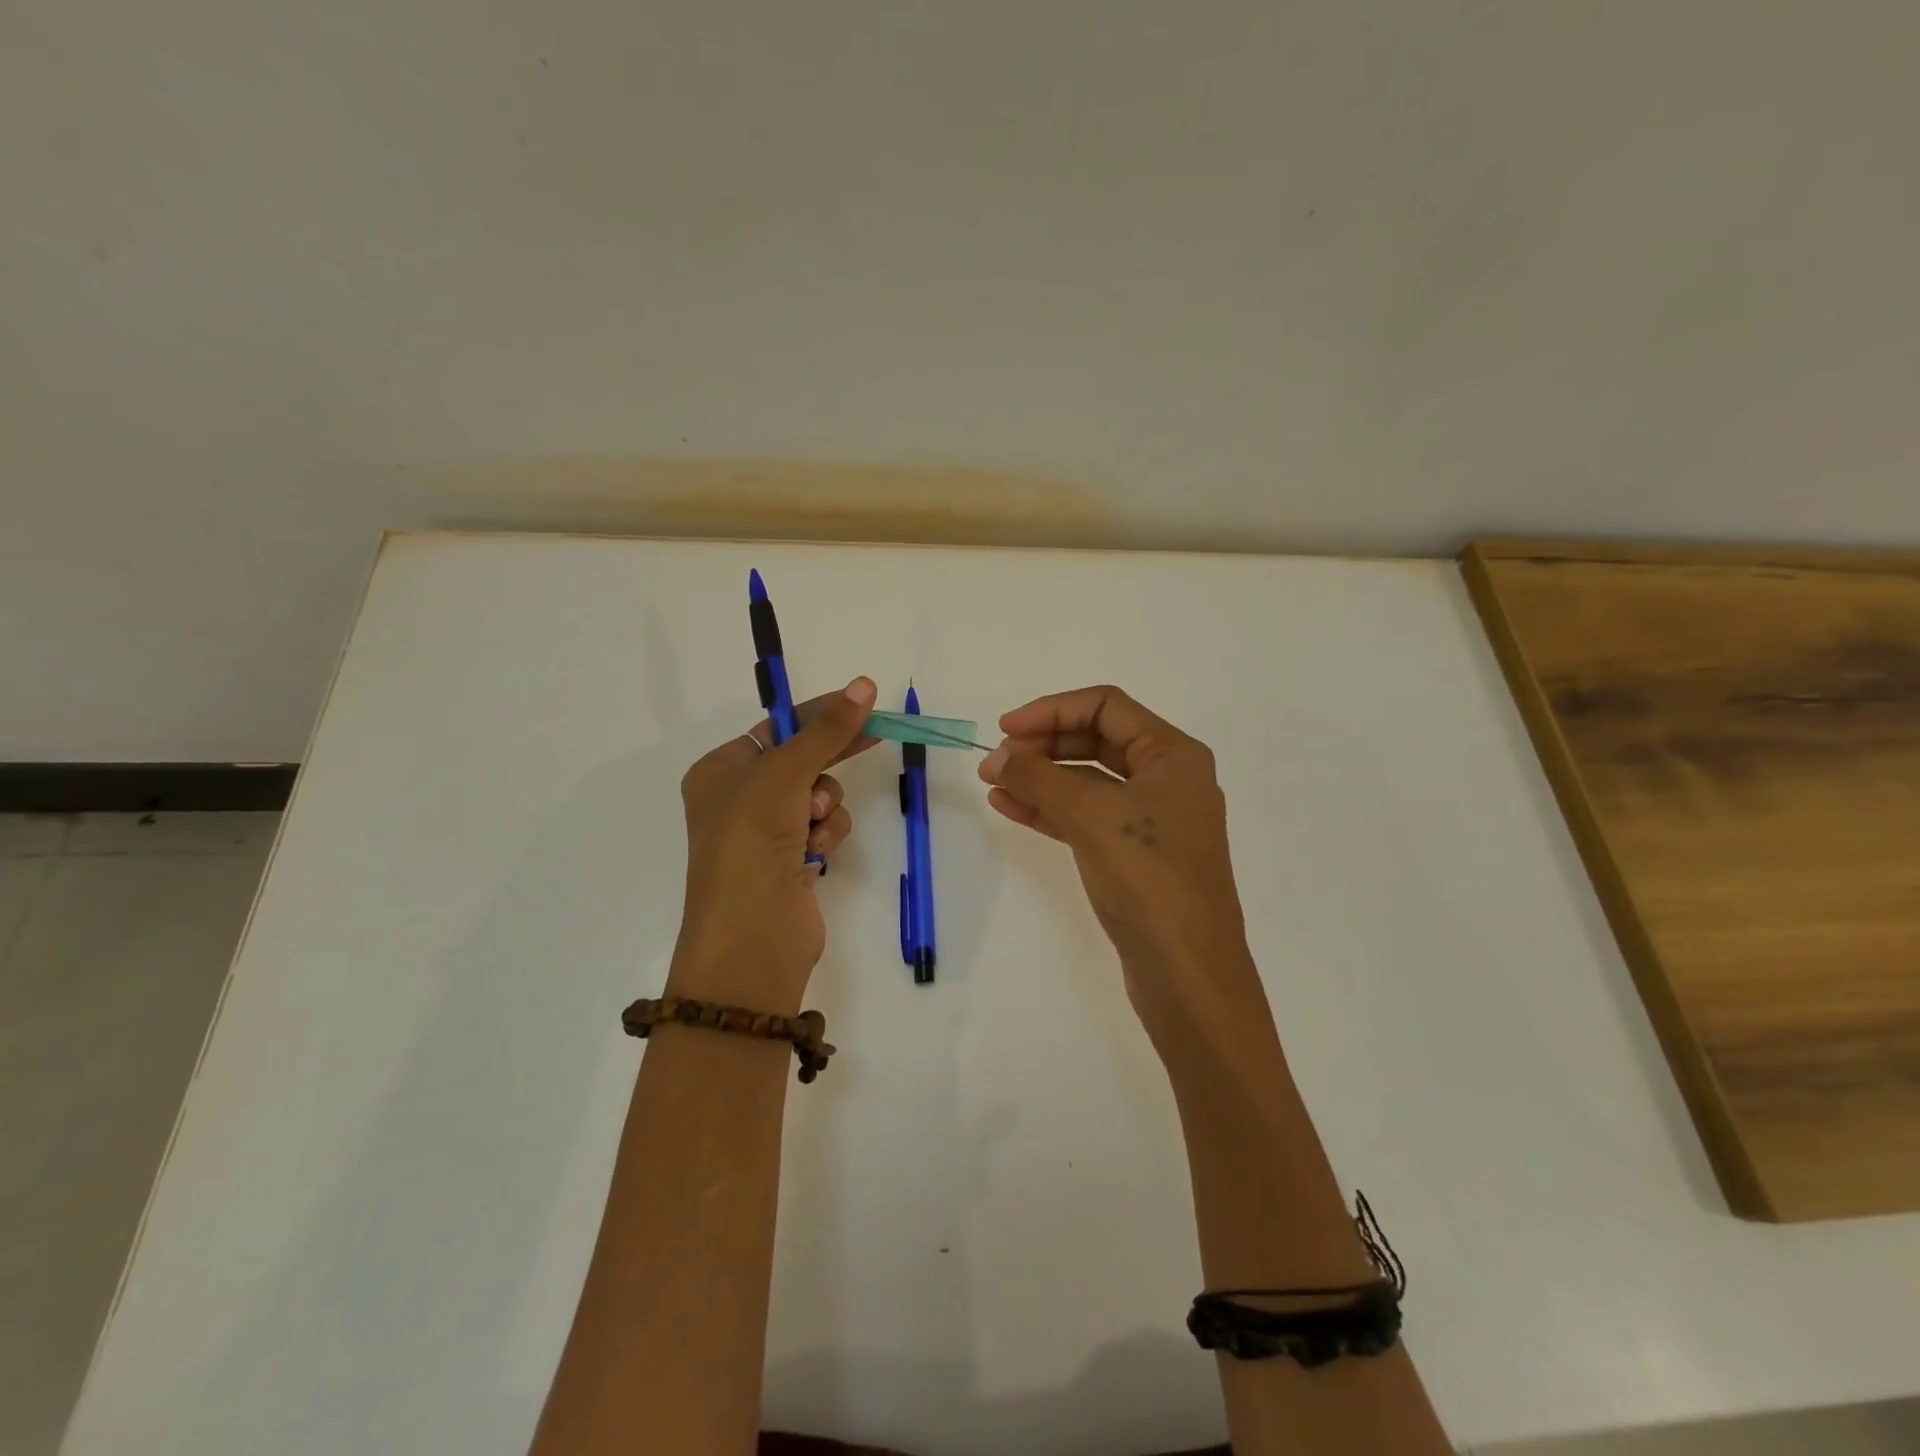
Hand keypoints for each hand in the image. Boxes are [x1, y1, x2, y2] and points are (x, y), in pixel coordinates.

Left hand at [670, 677, 877, 1013]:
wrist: (752, 935)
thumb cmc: (752, 841)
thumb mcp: (784, 775)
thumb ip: (826, 730)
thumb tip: (864, 685)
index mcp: (722, 771)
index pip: (778, 727)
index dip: (819, 713)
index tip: (861, 700)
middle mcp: (740, 798)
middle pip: (801, 759)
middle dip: (829, 757)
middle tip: (876, 733)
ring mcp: (767, 832)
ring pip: (819, 795)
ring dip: (825, 805)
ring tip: (811, 825)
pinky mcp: (793, 860)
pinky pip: (824, 828)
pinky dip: (826, 835)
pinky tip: (816, 854)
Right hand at [979, 686, 1259, 1032]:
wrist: (1187, 973)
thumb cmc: (1148, 878)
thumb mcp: (1090, 816)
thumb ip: (1038, 778)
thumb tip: (996, 757)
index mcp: (1172, 754)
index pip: (1106, 706)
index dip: (1051, 710)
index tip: (1005, 729)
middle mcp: (1167, 779)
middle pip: (1096, 740)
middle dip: (1044, 745)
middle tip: (996, 760)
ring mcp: (1151, 819)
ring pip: (1087, 781)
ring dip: (1041, 778)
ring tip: (993, 783)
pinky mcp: (1135, 855)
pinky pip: (1086, 817)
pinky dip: (1050, 809)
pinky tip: (1011, 808)